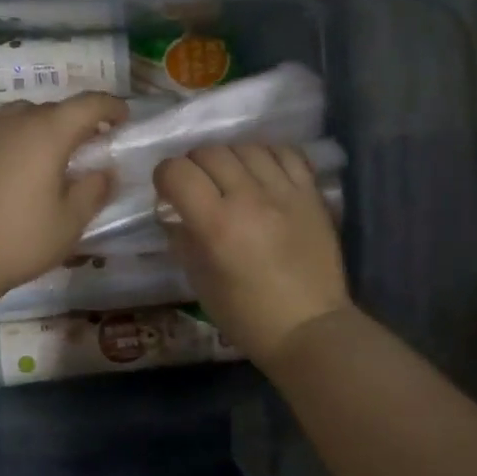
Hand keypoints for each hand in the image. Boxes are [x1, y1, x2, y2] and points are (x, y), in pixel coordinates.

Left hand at [0, 93, 127, 297]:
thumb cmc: (20, 241)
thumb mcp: (71, 223)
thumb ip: (94, 190)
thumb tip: (104, 171)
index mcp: (49, 135)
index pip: (87, 104)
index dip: (110, 106)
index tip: (122, 118)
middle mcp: (16, 122)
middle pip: (53, 109)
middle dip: (75, 121)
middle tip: (86, 145)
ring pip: (17, 111)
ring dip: (37, 122)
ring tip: (42, 146)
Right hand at [154, 144, 350, 366]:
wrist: (309, 328)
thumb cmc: (246, 315)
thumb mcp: (199, 280)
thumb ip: (182, 238)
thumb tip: (173, 211)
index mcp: (216, 224)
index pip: (177, 172)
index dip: (165, 177)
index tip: (168, 191)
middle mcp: (249, 199)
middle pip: (210, 152)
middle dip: (194, 165)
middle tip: (198, 186)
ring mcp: (284, 192)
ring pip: (246, 147)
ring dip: (230, 158)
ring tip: (231, 178)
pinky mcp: (311, 194)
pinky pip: (286, 153)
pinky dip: (267, 155)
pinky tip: (262, 172)